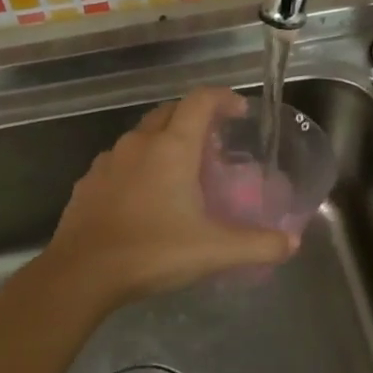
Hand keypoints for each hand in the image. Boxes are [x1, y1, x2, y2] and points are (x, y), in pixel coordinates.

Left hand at [44, 88, 297, 311]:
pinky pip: (121, 161)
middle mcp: (139, 143)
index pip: (200, 101)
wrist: (81, 274)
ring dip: (165, 140)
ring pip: (142, 135)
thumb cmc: (152, 251)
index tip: (239, 111)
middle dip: (194, 117)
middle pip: (170, 112)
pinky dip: (140, 165)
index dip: (223, 98)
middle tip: (214, 144)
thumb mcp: (214, 251)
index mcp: (171, 147)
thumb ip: (258, 245)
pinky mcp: (89, 182)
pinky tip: (145, 196)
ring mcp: (108, 161)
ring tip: (182, 170)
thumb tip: (291, 243)